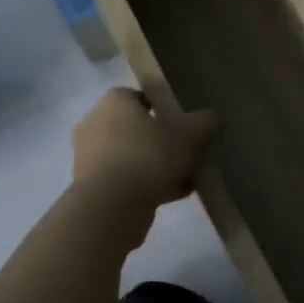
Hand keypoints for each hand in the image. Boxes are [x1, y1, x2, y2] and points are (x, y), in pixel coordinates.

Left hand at [71, 88, 218, 209]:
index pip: (141, 95)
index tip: (184, 122)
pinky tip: (174, 195)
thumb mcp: (190, 135)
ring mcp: (89, 157)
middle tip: (188, 151)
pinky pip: (126, 179)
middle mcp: (95, 124)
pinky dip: (147, 184)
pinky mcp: (91, 186)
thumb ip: (206, 121)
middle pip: (138, 127)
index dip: (165, 106)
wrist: (111, 207)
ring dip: (157, 165)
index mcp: (114, 102)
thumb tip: (214, 117)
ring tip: (186, 178)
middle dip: (163, 139)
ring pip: (133, 155)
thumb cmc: (149, 157)